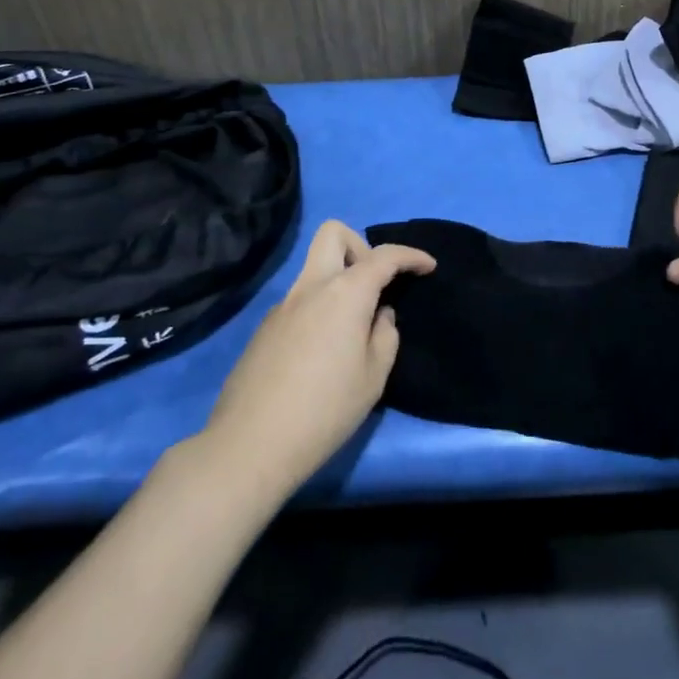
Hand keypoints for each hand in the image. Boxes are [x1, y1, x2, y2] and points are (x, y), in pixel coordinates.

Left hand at [203, 221, 433, 500]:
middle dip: (361, 245)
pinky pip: (300, 300)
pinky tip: (322, 352)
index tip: (428, 267)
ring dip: (339, 280)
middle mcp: (311, 286)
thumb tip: (378, 315)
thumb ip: (385, 335)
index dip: (411, 255)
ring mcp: (283, 305)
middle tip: (375, 284)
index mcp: (345, 292)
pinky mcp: (265, 328)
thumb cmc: (325, 409)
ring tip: (353, 326)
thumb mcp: (374, 376)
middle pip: (333, 233)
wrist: (250, 444)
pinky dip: (320, 308)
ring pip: (315, 268)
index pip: (384, 255)